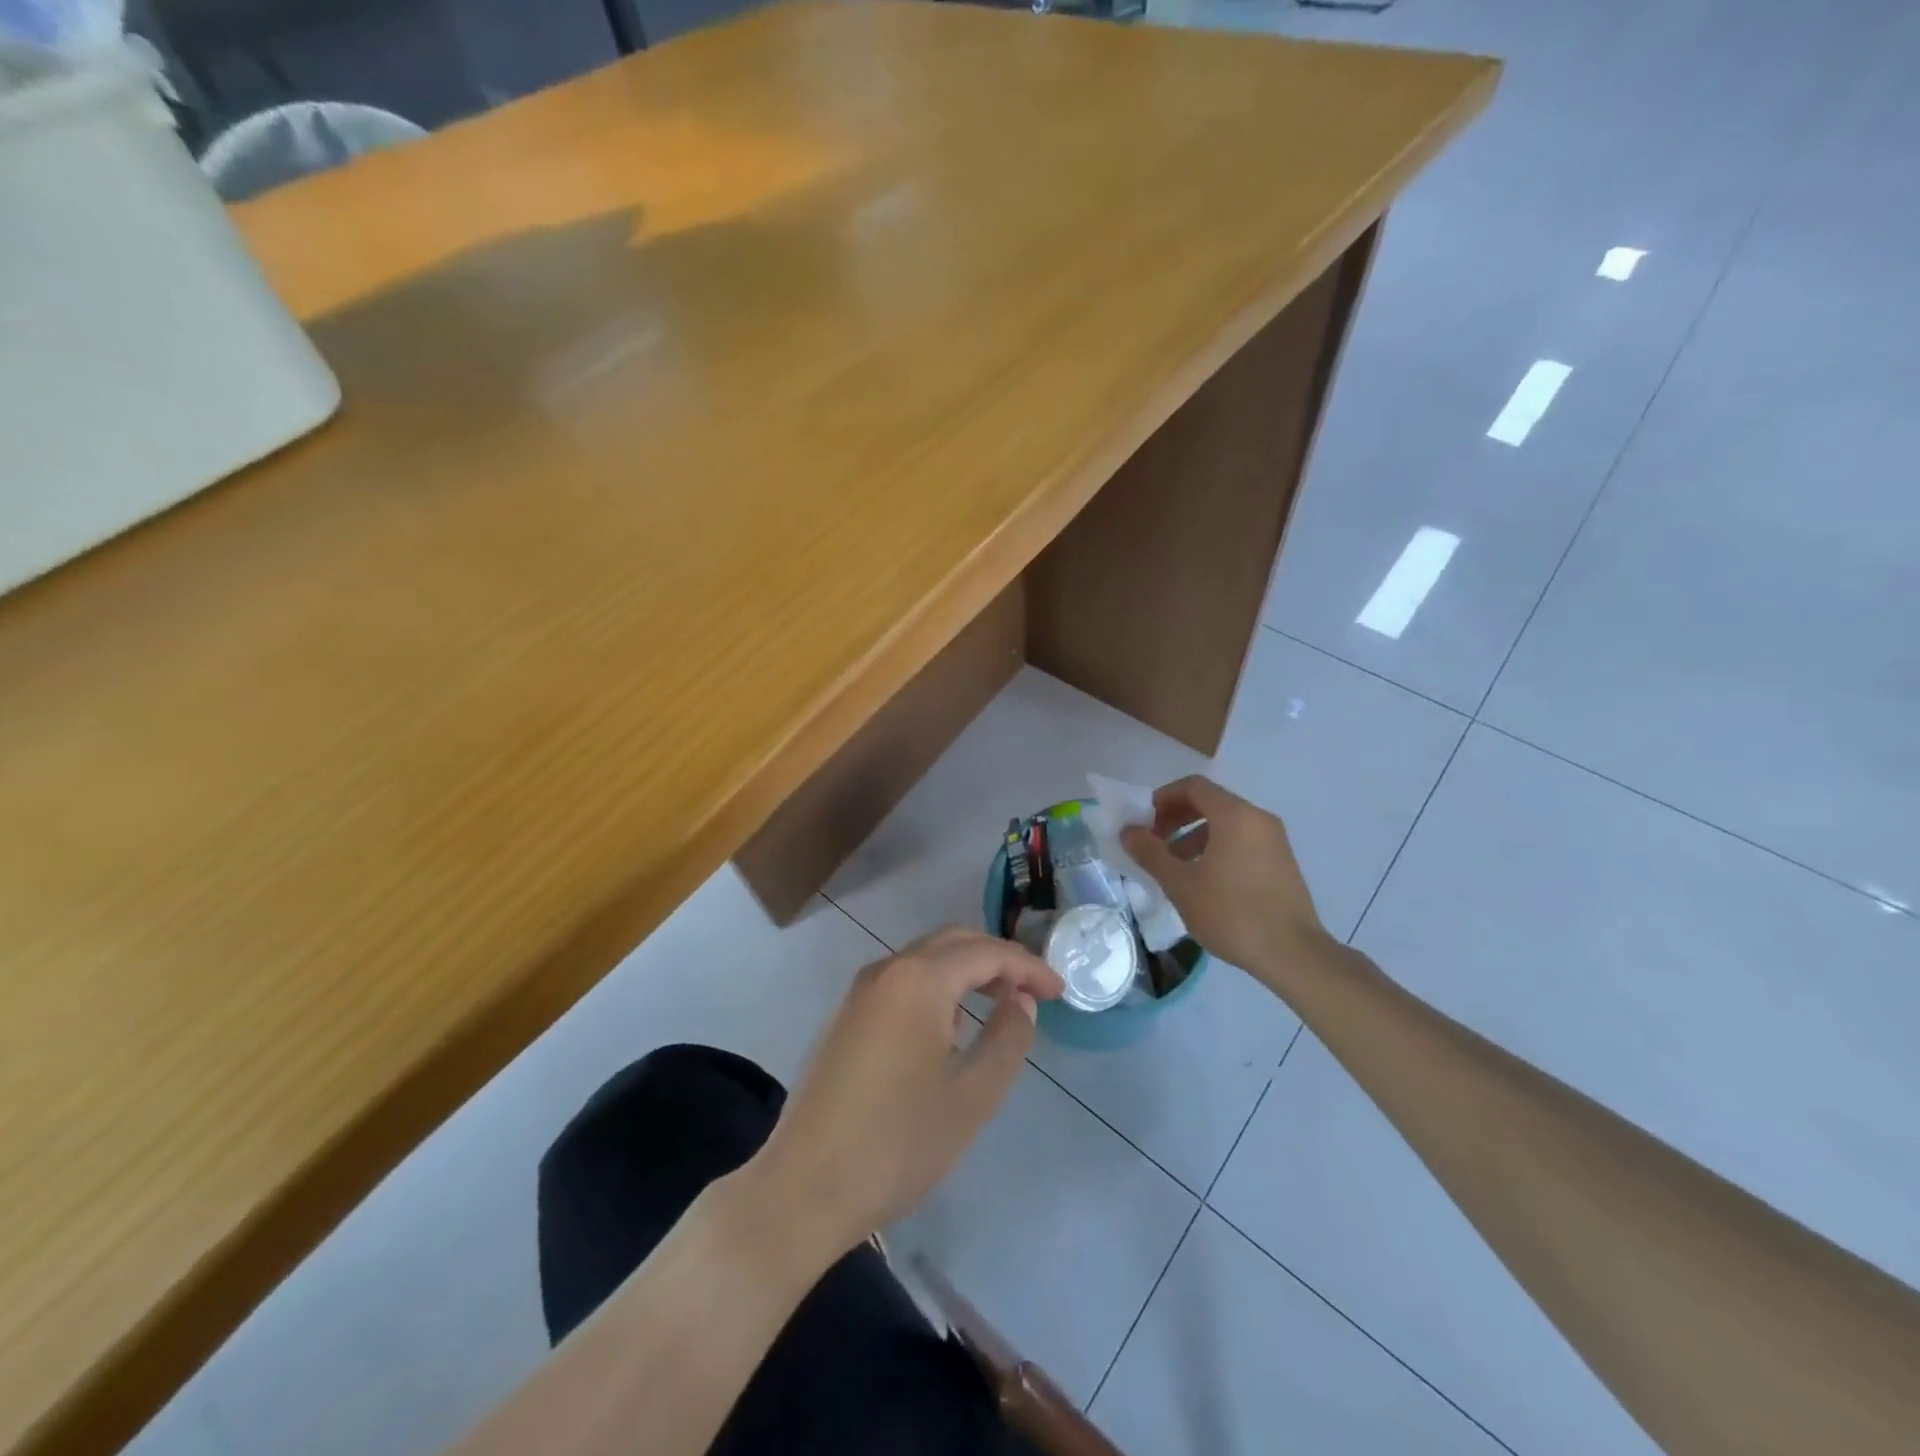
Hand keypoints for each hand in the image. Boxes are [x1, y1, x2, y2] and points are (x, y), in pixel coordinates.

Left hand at [751, 928, 1063, 1259]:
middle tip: (1034, 992)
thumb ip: (1008, 1038)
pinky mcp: (846, 1018)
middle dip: (998, 960)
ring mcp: (860, 993)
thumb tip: (1021, 1001)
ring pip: (925, 961)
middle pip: (953, 943)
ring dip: (967, 972)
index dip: (1028, 967)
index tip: (1060, 991)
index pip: (986, 953)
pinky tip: (951, 1028)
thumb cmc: (898, 1142)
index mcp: (918, 980)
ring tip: (1001, 1005)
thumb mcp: (972, 1095)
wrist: (804, 1188)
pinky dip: (937, 988)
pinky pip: (902, 983)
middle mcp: (886, 971)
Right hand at [1121, 775, 1330, 984]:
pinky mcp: (1282, 862)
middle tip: (1154, 843)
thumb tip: (1128, 831)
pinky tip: (1203, 881)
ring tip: (1174, 868)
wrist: (1293, 954)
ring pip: (1226, 824)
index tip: (1144, 823)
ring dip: (1193, 836)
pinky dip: (1216, 848)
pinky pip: (1242, 841)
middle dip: (1176, 818)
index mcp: (1235, 815)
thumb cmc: (1231, 913)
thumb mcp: (1180, 884)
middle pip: (1210, 802)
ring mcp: (1274, 840)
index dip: (1163, 798)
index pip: (1193, 786)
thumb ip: (1150, 853)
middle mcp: (1258, 818)